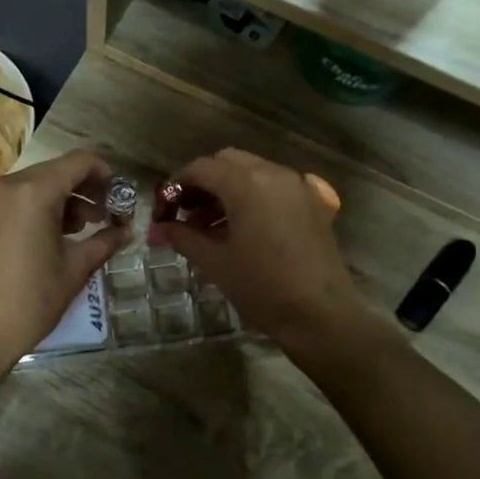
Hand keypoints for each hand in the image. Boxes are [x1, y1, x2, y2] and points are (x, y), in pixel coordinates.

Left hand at [0, 150, 130, 367]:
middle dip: (84, 189)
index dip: (105, 173)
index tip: (119, 196)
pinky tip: (49, 239)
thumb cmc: (30, 300)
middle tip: (105, 216)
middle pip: (55, 172)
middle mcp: (6, 186)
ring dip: (61, 200)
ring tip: (80, 230)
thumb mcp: (75, 269)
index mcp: (33, 191)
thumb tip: (127, 231)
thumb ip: (104, 242)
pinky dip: (36, 209)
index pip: (79, 161)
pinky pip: (13, 202)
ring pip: (33, 186)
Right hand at [148, 149, 370, 350]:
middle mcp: (274, 174)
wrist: (322, 316)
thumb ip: (183, 237)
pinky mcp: (313, 203)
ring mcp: (298, 186)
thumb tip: (158, 228)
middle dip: (203, 182)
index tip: (163, 207)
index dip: (177, 183)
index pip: (202, 168)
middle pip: (228, 162)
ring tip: (208, 226)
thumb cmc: (262, 288)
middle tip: (185, 212)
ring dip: (227, 189)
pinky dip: (253, 196)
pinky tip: (243, 228)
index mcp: (247, 184)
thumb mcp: (215, 263)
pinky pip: (274, 187)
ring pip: (253, 172)